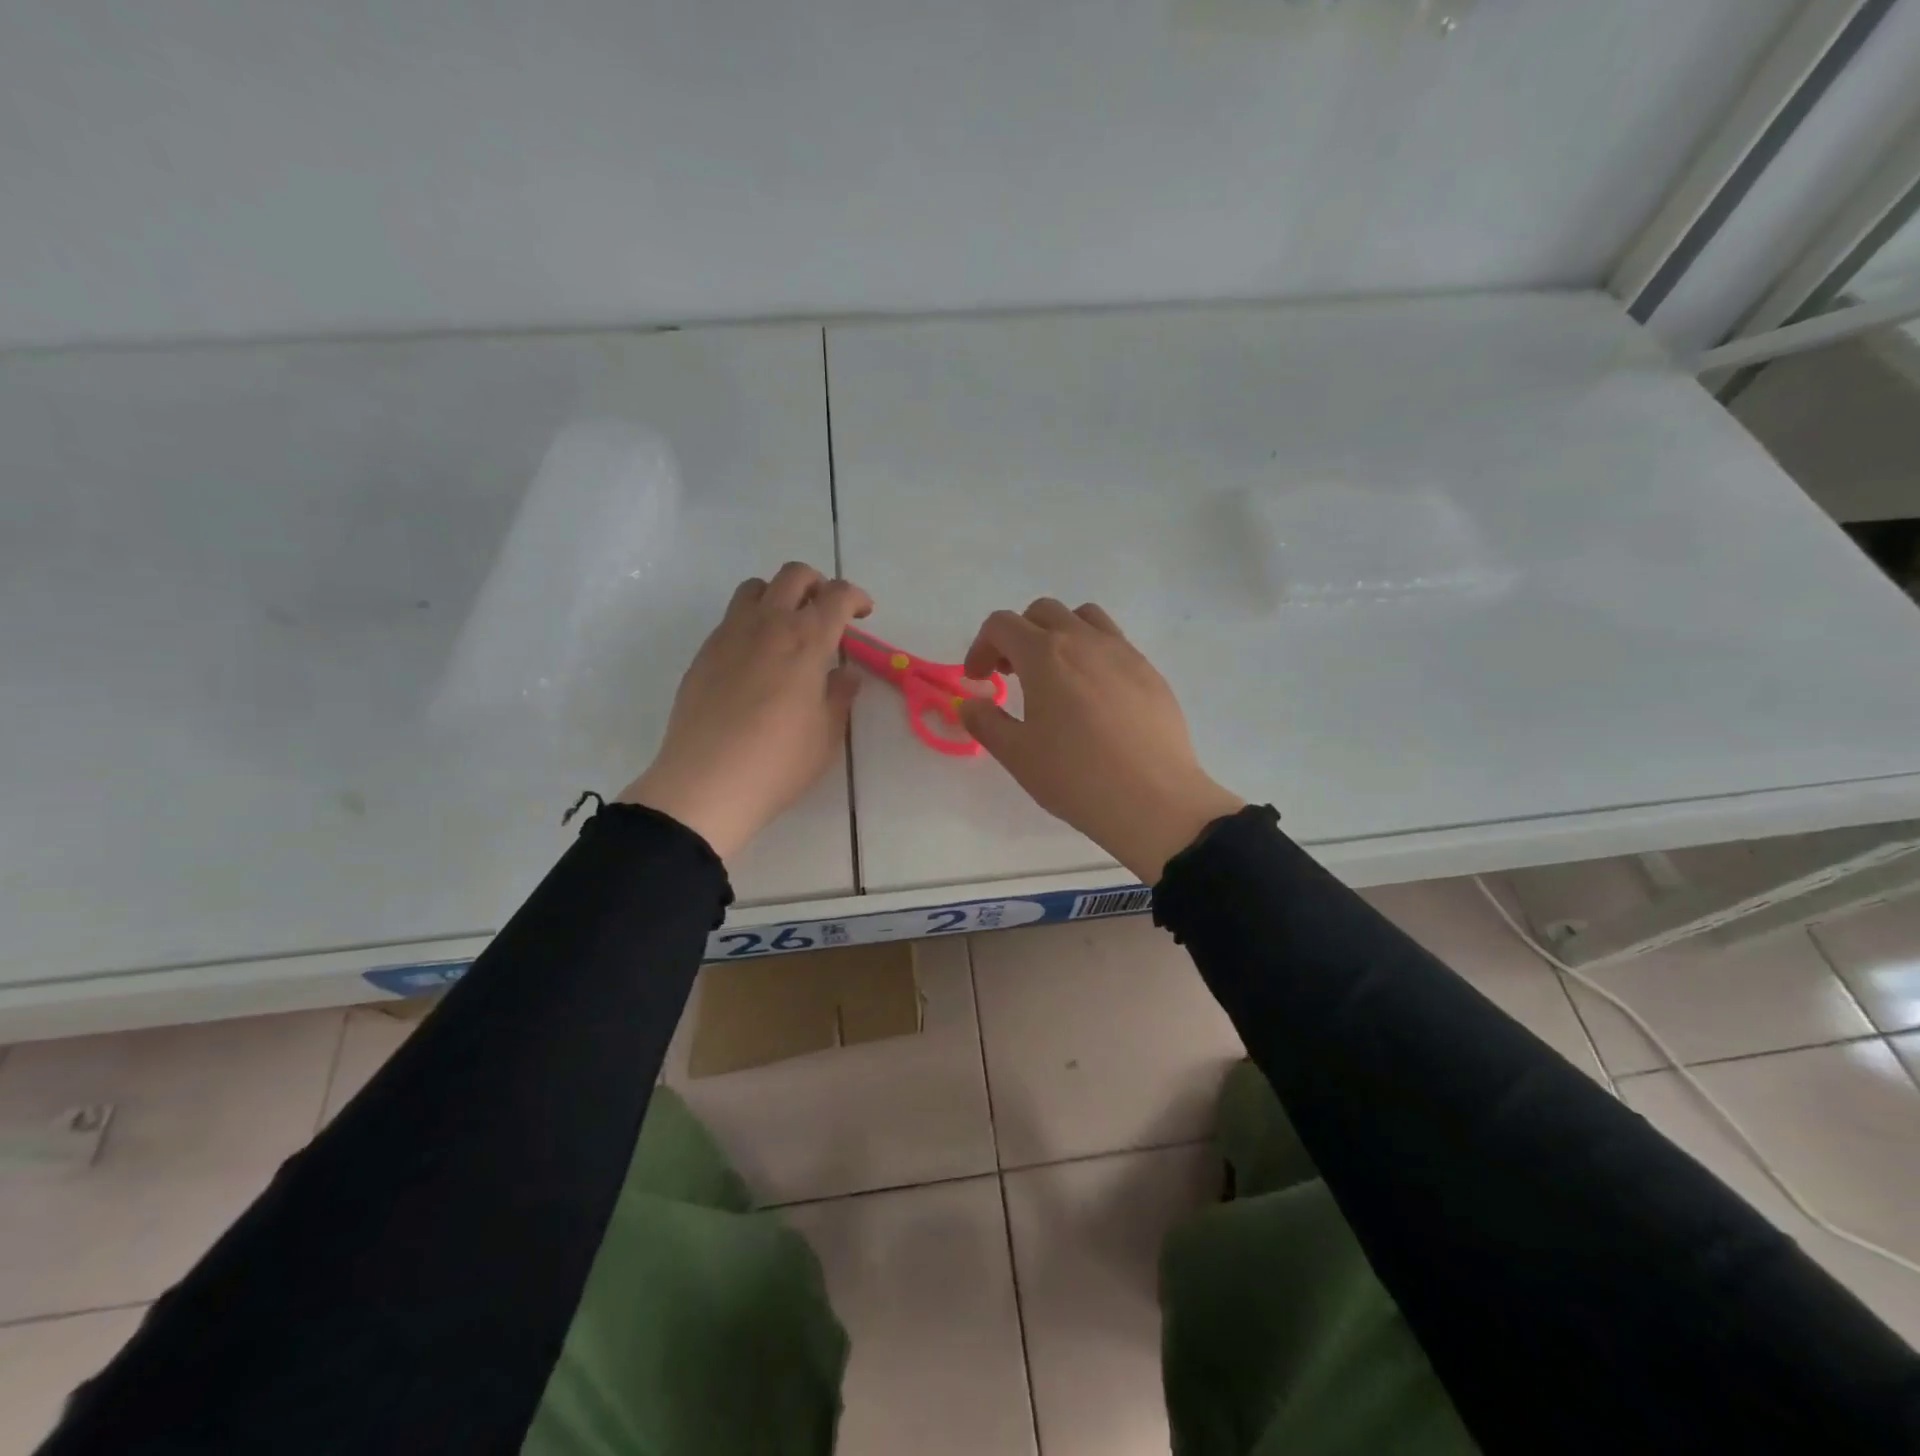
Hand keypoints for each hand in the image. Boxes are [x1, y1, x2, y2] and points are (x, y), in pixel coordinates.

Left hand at [620, 562, 870, 860]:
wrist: (706, 783)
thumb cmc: (779, 762)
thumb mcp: (826, 734)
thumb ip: (839, 696)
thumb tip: (844, 674)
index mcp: (806, 640)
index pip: (837, 596)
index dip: (856, 597)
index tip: (863, 614)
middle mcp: (767, 624)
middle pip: (794, 576)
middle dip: (818, 584)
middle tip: (827, 612)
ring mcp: (729, 635)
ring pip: (756, 588)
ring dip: (779, 595)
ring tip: (788, 628)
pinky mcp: (704, 654)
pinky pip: (731, 619)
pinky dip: (752, 622)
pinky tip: (757, 660)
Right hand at [959, 599, 1243, 883]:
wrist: (1154, 800)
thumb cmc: (1076, 777)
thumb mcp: (1017, 755)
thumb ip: (986, 722)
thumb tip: (971, 704)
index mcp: (1045, 655)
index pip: (1002, 625)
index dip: (981, 647)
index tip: (979, 680)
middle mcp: (1085, 640)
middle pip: (1043, 612)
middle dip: (1018, 636)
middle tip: (1012, 674)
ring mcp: (1123, 652)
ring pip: (1084, 618)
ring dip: (1059, 635)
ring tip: (1055, 675)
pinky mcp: (1150, 672)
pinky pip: (1115, 644)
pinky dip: (1093, 654)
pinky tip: (1094, 698)